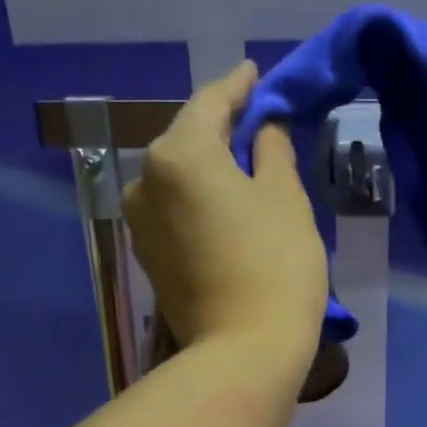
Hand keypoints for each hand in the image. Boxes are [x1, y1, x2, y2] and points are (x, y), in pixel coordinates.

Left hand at [124, 61, 328, 365]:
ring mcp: (140, 223)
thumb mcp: (286, 198)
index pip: (211, 103)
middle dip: (222, 129)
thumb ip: (271, 150)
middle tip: (256, 123)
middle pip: (187, 139)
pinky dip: (198, 199)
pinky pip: (174, 209)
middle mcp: (145, 180)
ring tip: (243, 167)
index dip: (238, 86)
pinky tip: (224, 204)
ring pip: (178, 177)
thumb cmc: (275, 266)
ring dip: (209, 167)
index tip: (255, 74)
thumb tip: (262, 129)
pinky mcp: (148, 257)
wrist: (244, 352)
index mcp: (178, 154)